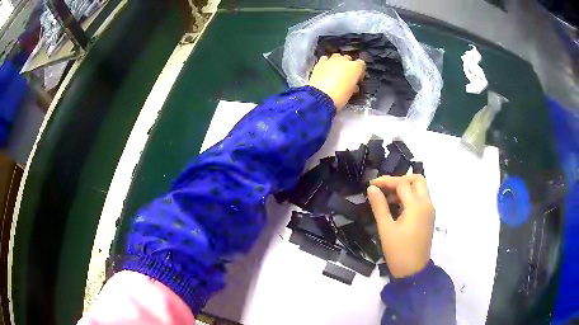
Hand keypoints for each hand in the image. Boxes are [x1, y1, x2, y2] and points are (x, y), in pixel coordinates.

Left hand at [308, 53, 365, 111]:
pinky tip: (325, 69)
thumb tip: (354, 85)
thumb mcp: (351, 93)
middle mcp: (344, 60)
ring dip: (337, 62)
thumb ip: (354, 85)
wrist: (321, 97)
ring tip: (334, 72)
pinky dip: (326, 63)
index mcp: (355, 67)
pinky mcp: (320, 63)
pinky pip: (325, 59)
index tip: (357, 79)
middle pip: (348, 59)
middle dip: (348, 66)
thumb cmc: (340, 96)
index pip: (361, 64)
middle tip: (345, 76)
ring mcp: (331, 60)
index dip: (359, 72)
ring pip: (337, 56)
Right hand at [366, 175, 434, 278]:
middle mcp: (427, 204)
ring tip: (388, 198)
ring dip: (405, 188)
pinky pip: (421, 199)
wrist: (413, 271)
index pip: (402, 184)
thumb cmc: (398, 251)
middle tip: (385, 189)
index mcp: (416, 206)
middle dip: (400, 180)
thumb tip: (372, 188)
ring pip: (421, 188)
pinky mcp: (429, 217)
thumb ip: (379, 206)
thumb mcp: (385, 229)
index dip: (386, 181)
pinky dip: (410, 197)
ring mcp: (430, 210)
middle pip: (417, 180)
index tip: (372, 185)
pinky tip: (397, 207)